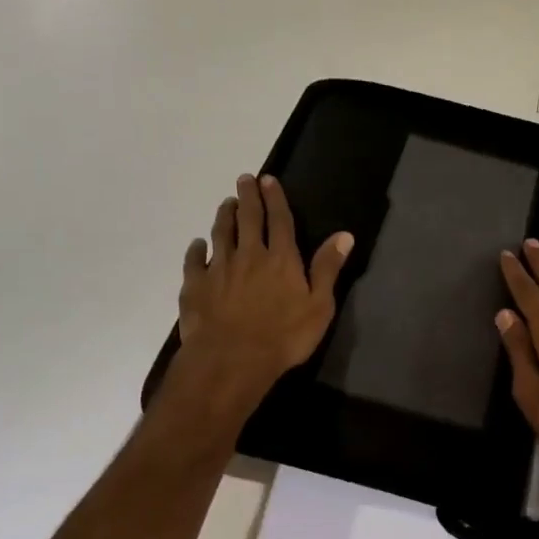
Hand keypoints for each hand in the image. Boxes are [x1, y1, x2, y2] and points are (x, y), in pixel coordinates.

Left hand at [177, 174, 353, 404]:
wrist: (231, 359)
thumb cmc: (283, 336)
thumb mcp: (319, 306)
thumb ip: (328, 269)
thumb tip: (344, 235)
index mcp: (281, 258)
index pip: (279, 220)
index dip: (275, 198)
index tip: (268, 180)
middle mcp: (249, 255)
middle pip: (247, 219)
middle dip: (247, 197)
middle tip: (243, 179)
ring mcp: (219, 269)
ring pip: (220, 234)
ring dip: (224, 216)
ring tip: (226, 204)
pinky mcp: (196, 286)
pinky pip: (194, 261)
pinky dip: (196, 250)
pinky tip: (197, 245)